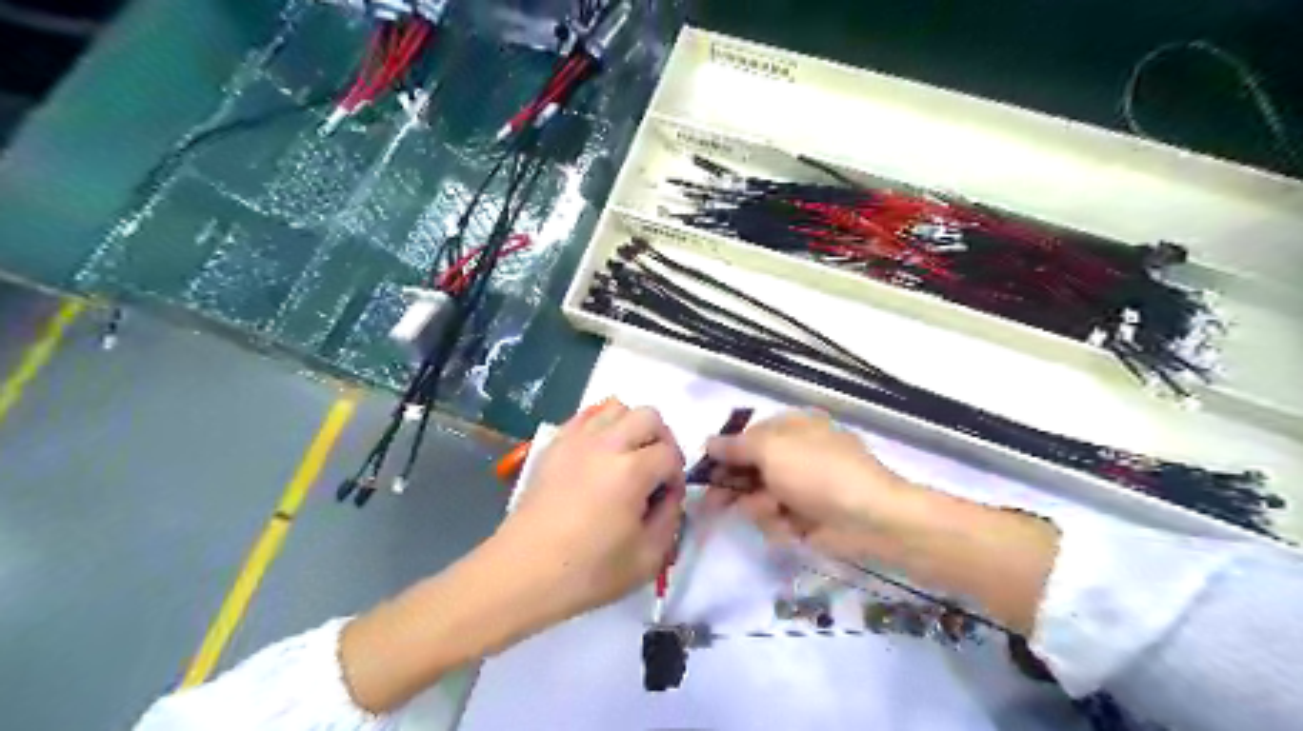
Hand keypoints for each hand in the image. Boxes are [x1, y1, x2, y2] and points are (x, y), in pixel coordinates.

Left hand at [495, 403, 685, 623]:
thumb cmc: (588, 572)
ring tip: (627, 458)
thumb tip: (668, 495)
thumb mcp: (648, 559)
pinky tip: (599, 456)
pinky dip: (601, 427)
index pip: (670, 454)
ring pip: (617, 408)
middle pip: (649, 416)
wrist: (524, 573)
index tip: (667, 499)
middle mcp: (606, 443)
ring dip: (631, 427)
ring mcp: (576, 439)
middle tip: (655, 471)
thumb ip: (671, 519)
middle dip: (661, 440)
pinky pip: (586, 417)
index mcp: (632, 471)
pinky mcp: (554, 444)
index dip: (676, 475)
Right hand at [702, 412, 913, 558]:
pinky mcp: (805, 517)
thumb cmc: (817, 473)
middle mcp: (794, 454)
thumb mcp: (771, 450)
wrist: (868, 518)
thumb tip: (709, 442)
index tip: (704, 469)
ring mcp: (801, 487)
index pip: (748, 436)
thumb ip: (736, 446)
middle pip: (749, 468)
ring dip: (760, 506)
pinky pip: (776, 519)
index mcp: (792, 428)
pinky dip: (779, 524)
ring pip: (758, 497)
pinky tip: (791, 527)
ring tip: (774, 511)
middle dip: (733, 486)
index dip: (724, 452)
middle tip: (712, 503)